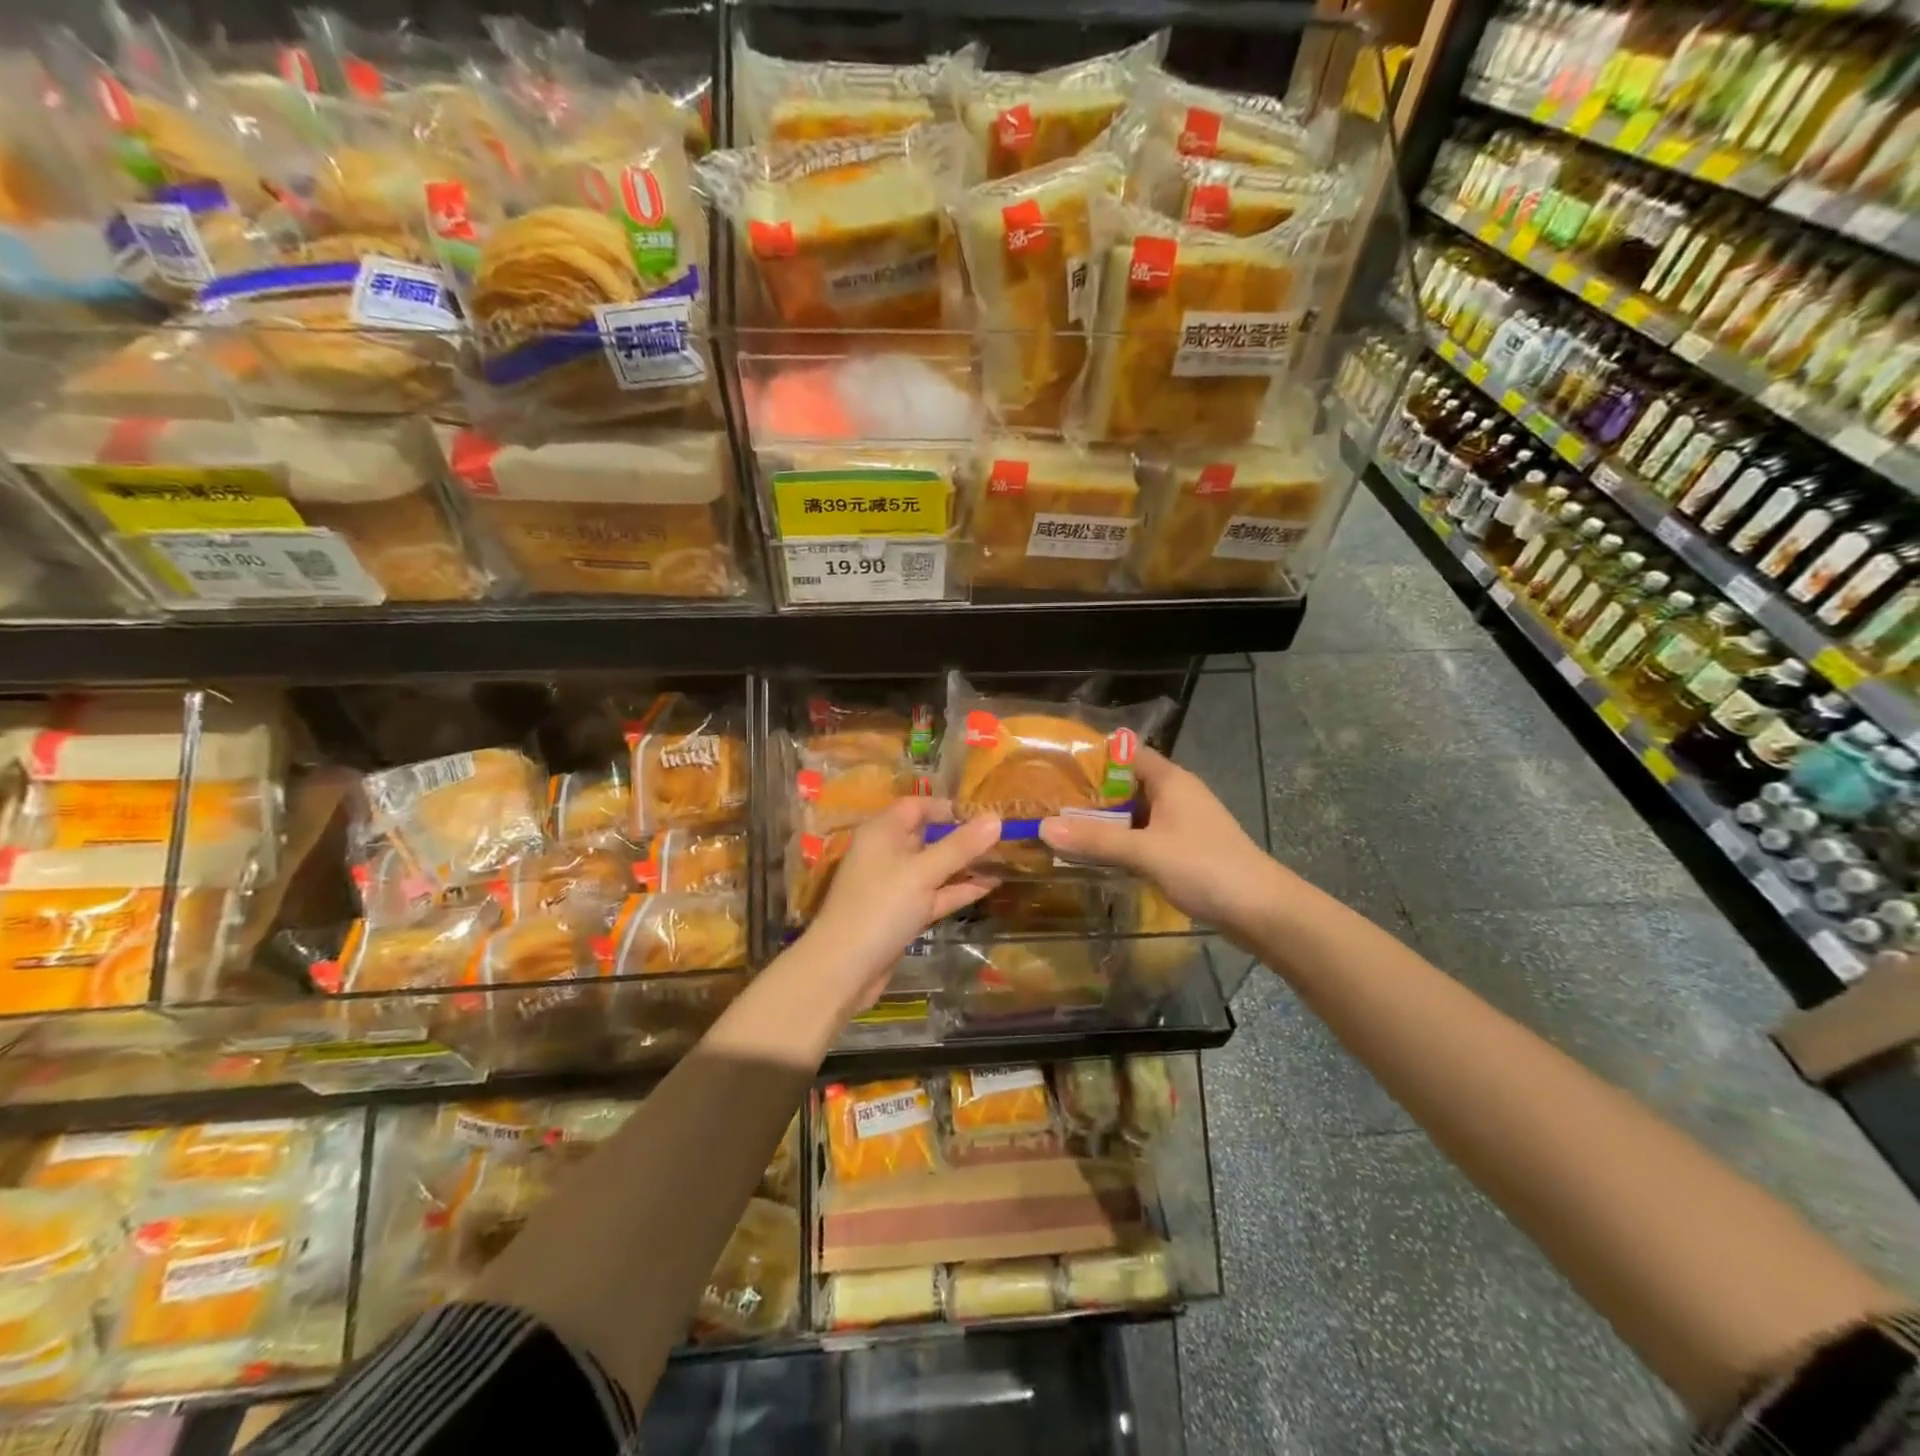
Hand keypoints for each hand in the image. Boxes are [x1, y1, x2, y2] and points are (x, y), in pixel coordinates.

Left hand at [798, 798, 1002, 1018]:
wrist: (844, 969)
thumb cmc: (880, 907)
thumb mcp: (923, 872)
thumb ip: (960, 846)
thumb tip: (996, 819)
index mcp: (882, 832)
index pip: (916, 806)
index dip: (948, 807)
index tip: (984, 813)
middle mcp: (886, 853)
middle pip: (927, 836)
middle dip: (962, 836)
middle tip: (1002, 835)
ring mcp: (895, 886)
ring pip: (934, 867)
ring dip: (965, 864)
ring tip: (1004, 858)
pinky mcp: (903, 913)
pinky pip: (935, 894)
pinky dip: (958, 889)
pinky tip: (990, 886)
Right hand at [1038, 746, 1282, 935]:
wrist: (1262, 911)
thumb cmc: (1206, 868)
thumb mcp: (1146, 851)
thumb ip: (1096, 839)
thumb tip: (1043, 827)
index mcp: (1171, 780)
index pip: (1127, 752)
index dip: (1093, 754)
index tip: (1056, 762)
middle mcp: (1176, 794)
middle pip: (1126, 782)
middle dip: (1090, 791)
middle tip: (1047, 798)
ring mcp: (1181, 823)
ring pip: (1134, 812)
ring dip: (1104, 819)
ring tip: (1061, 824)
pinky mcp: (1183, 848)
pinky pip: (1143, 835)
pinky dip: (1120, 840)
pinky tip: (1095, 853)